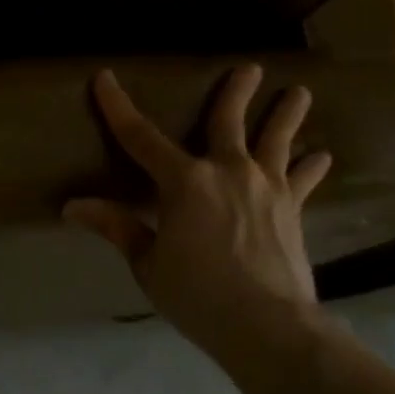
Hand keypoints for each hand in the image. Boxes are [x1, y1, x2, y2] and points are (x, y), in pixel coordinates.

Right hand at [64, 66, 331, 359]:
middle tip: (250, 69)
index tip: (105, 78)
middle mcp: (227, 172)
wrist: (266, 324)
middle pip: (227, 121)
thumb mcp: (147, 263)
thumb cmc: (196, 294)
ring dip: (287, 115)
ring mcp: (266, 187)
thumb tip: (72, 206)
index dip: (118, 107)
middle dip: (235, 92)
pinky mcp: (292, 209)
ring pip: (277, 140)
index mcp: (183, 182)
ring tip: (300, 94)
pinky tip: (322, 156)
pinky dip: (312, 167)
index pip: (140, 137)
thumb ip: (117, 227)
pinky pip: (304, 179)